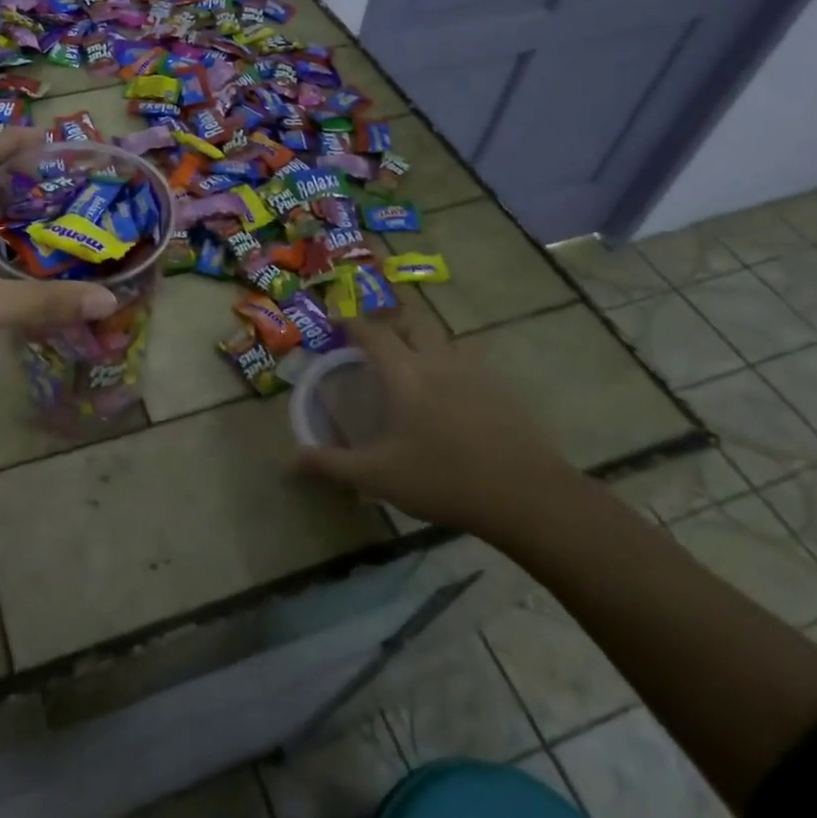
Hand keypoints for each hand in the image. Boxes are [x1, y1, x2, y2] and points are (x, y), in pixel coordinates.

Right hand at [297, 314, 577, 532]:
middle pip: (413, 322)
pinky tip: (450, 394)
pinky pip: (468, 362)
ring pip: (444, 340)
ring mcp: (475, 372)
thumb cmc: (443, 479)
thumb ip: (331, 465)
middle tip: (375, 339)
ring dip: (423, 341)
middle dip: (391, 321)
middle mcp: (438, 361)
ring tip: (411, 364)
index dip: (351, 323)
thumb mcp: (378, 476)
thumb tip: (290, 461)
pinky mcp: (502, 390)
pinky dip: (450, 364)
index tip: (337, 321)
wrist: (526, 495)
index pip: (372, 333)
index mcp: (405, 374)